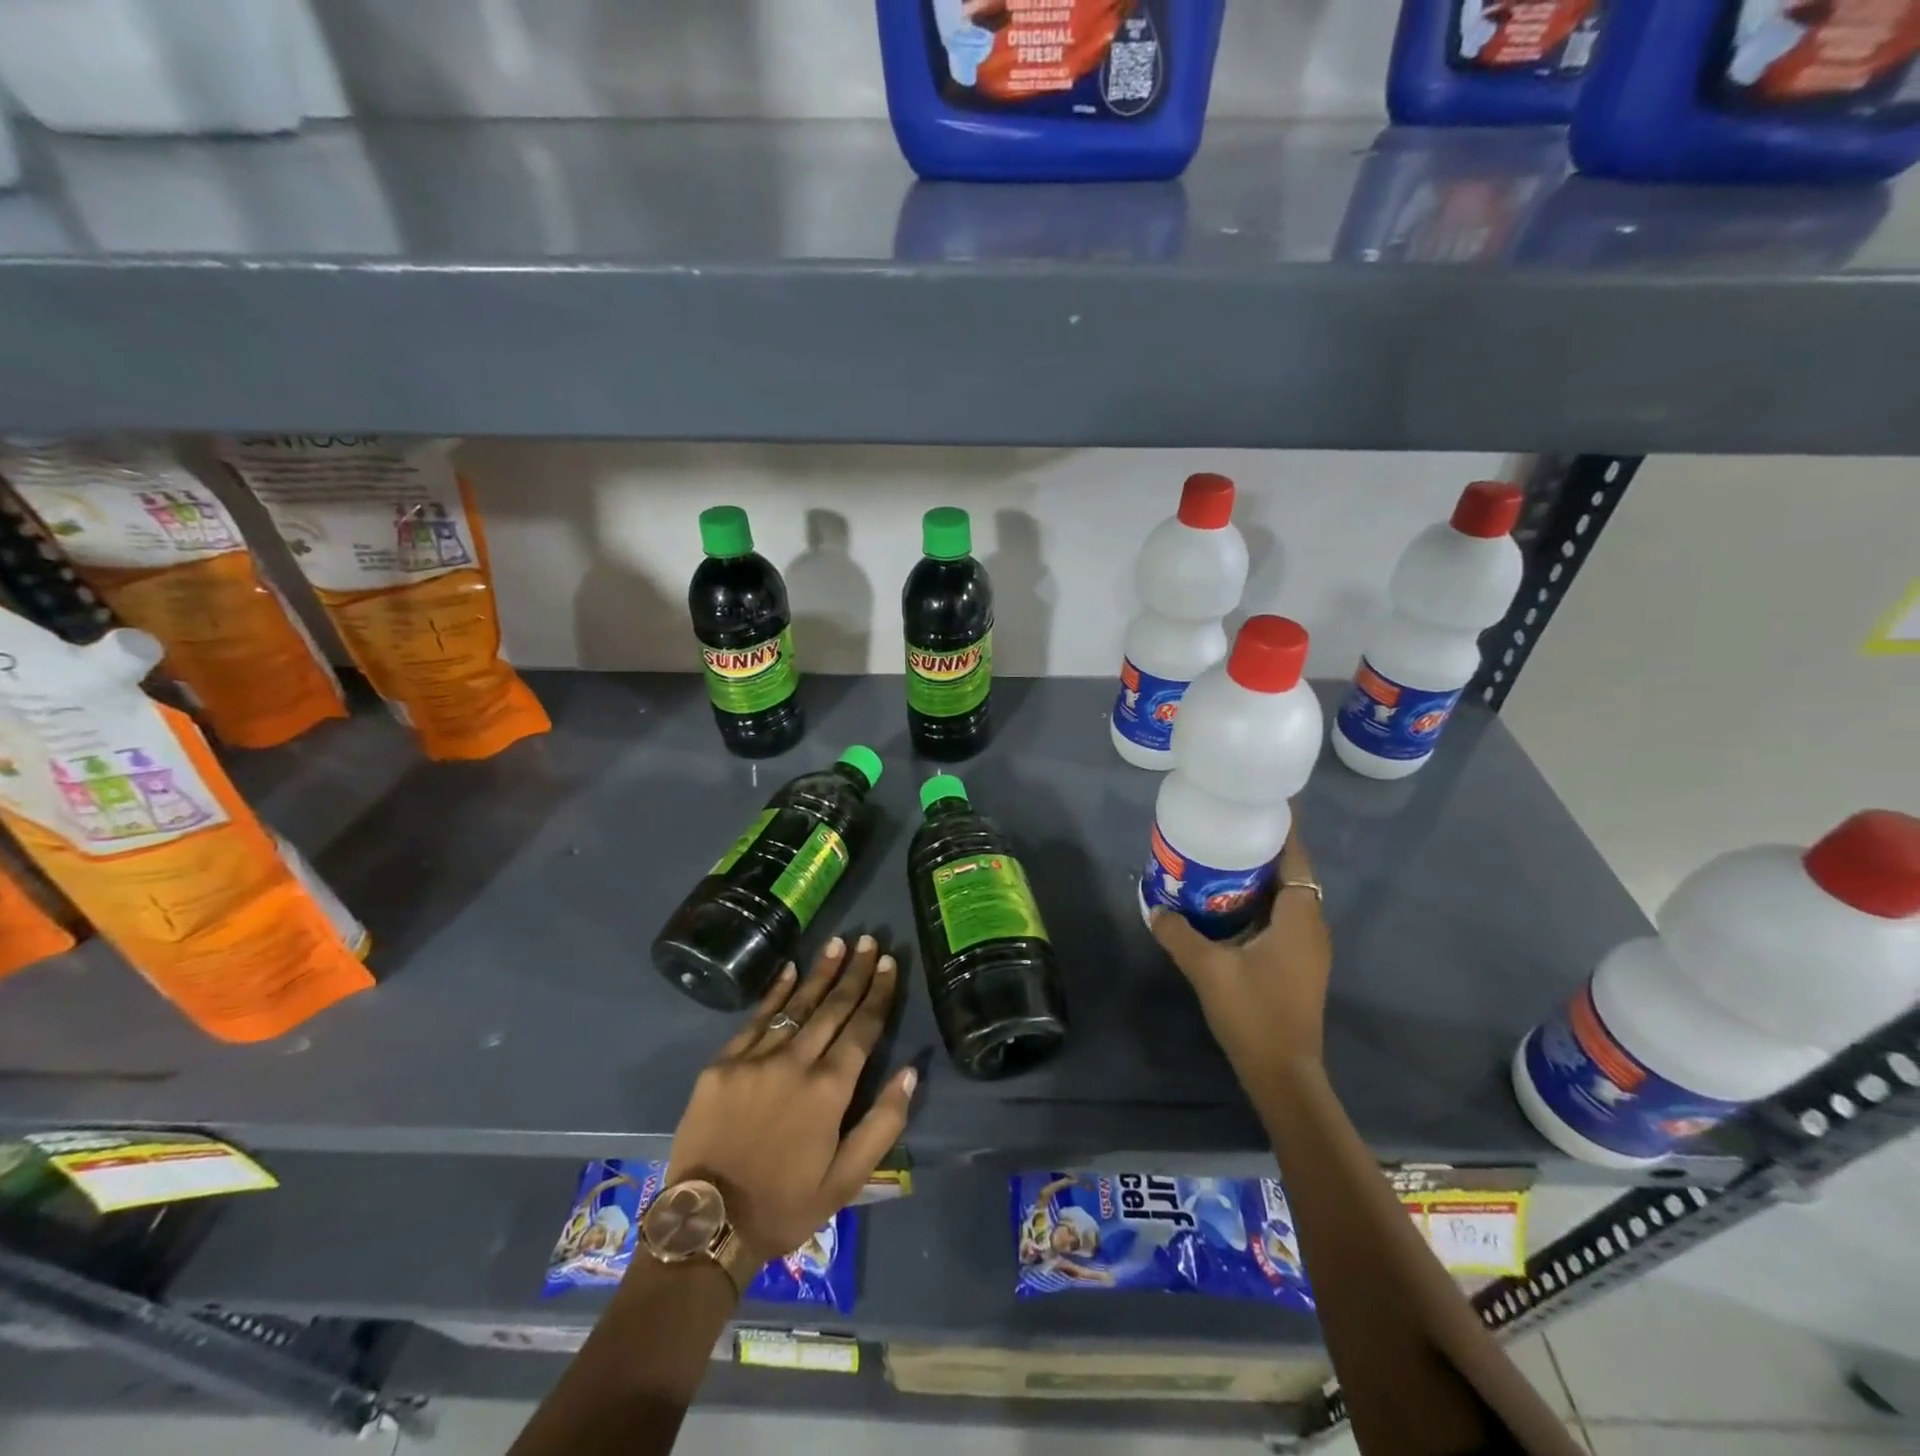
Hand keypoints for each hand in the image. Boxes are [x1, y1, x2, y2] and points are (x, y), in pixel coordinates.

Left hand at [666, 935, 915, 1264]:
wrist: (706, 1226)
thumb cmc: (785, 1205)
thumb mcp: (846, 1181)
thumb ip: (883, 1124)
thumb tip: (910, 1072)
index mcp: (828, 1090)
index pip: (862, 1029)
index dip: (878, 994)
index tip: (889, 963)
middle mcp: (795, 1062)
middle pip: (832, 1008)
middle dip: (854, 972)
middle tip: (869, 940)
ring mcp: (755, 1059)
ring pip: (796, 1005)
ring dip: (820, 973)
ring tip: (838, 943)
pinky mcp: (722, 1064)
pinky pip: (755, 1018)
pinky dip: (774, 992)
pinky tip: (789, 969)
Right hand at [1150, 822, 1330, 1089]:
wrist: (1283, 1074)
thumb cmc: (1253, 1013)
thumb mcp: (1208, 969)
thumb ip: (1179, 934)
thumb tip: (1155, 907)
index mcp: (1298, 918)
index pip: (1296, 857)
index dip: (1283, 827)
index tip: (1260, 800)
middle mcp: (1311, 926)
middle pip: (1293, 872)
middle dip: (1265, 847)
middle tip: (1228, 826)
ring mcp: (1309, 949)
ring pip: (1289, 897)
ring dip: (1263, 876)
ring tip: (1224, 859)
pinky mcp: (1300, 965)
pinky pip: (1284, 917)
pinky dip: (1262, 902)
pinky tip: (1230, 906)